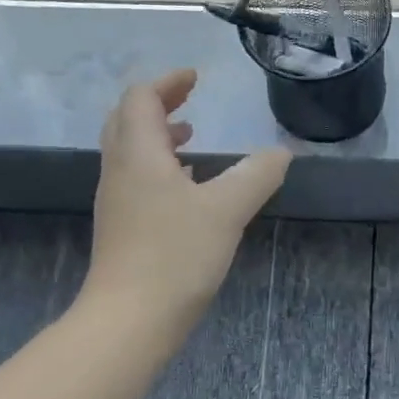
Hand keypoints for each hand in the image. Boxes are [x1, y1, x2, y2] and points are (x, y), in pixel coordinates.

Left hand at [84, 70, 291, 333]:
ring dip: (158, 135)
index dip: (167, 82)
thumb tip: (281, 153)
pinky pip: (136, 179)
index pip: (141, 99)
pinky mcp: (122, 228)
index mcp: (139, 154)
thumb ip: (257, 175)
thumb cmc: (175, 256)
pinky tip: (187, 187)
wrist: (129, 320)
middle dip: (158, 103)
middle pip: (127, 120)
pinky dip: (160, 167)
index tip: (196, 78)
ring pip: (130, 151)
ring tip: (192, 138)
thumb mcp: (227, 210)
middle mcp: (119, 170)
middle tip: (190, 98)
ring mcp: (116, 201)